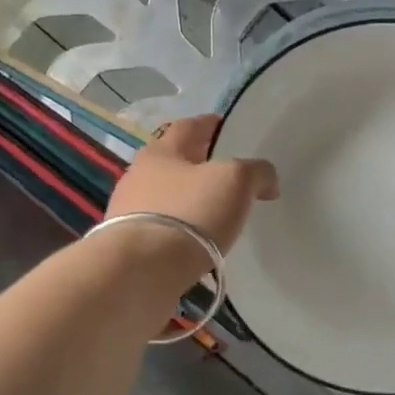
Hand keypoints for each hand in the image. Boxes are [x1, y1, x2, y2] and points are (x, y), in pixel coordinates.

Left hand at [102, 115, 278, 280]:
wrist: (141, 270)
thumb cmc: (190, 212)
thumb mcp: (235, 181)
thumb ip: (256, 172)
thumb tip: (266, 179)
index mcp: (162, 151)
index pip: (189, 127)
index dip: (210, 124)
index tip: (227, 127)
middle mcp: (139, 175)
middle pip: (173, 162)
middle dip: (197, 165)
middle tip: (226, 175)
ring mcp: (129, 212)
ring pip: (165, 197)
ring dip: (187, 201)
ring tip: (214, 214)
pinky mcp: (128, 246)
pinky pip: (161, 230)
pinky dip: (179, 231)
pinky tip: (195, 243)